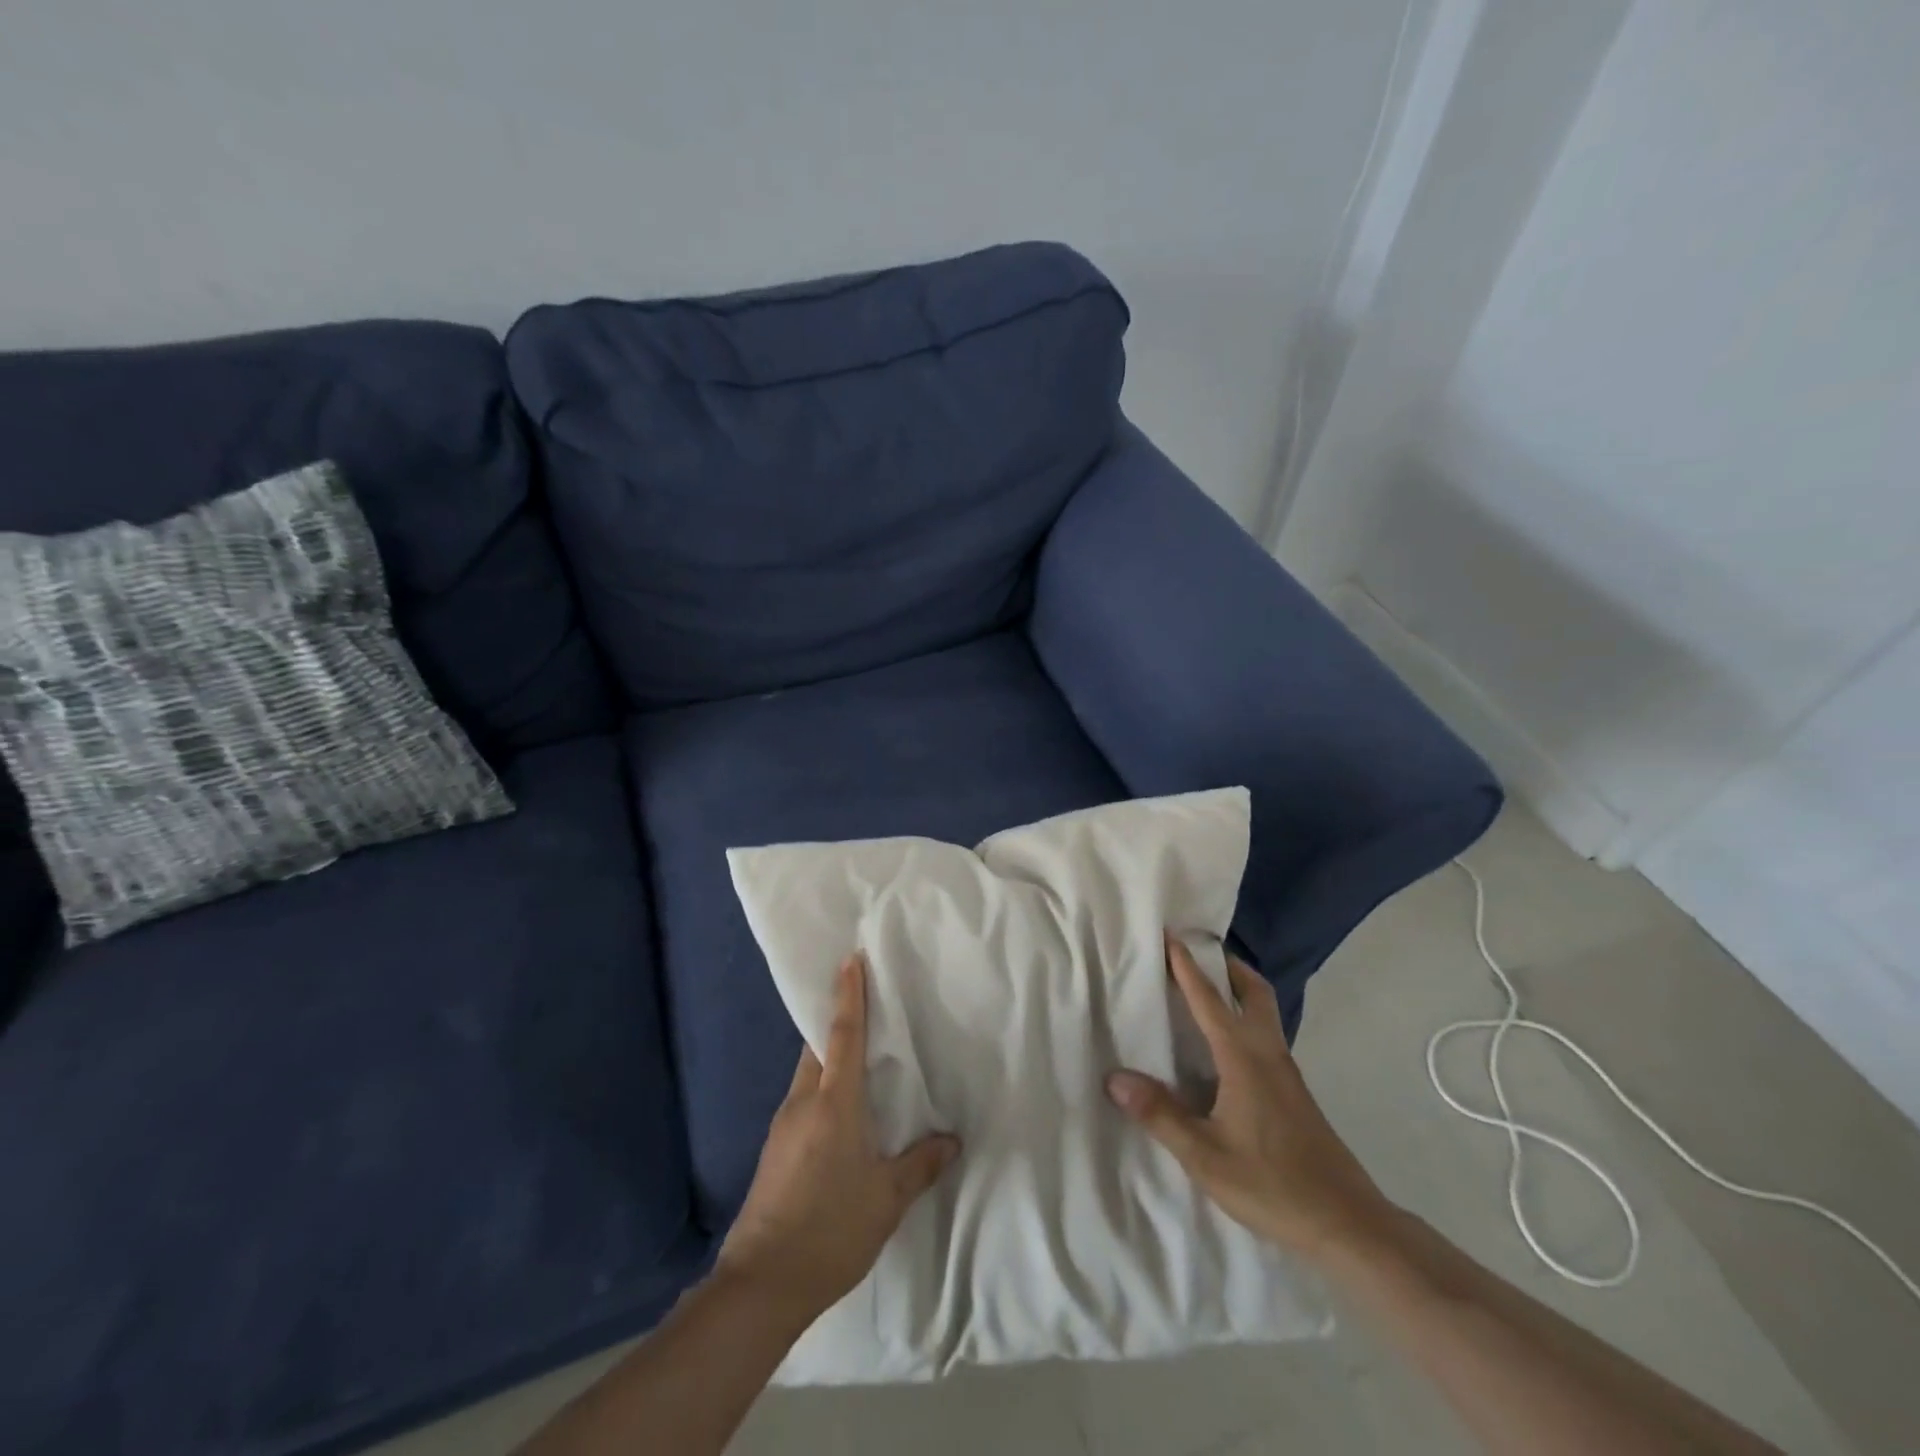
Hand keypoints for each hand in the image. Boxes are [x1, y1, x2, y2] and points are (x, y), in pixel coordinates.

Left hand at [717, 954, 960, 1321]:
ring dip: (829, 1056)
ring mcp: (783, 1126)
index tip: (849, 960)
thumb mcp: (886, 1198)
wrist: (760, 1284)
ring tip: (860, 1058)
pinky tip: (841, 1113)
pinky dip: (821, 1088)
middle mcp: (803, 1102)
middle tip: (863, 1002)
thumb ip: (920, 1165)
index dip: (848, 996)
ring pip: (808, 1073)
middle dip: (837, 1020)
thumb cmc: (830, 1229)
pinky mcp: (775, 1149)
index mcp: (833, 1103)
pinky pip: (802, 1099)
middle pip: (818, 1047)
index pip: (843, 1035)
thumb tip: (951, 1140)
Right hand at [1106, 935, 1395, 1259]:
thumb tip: (1114, 1078)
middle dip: (1227, 965)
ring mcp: (1286, 1073)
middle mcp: (1268, 1053)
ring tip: (1207, 991)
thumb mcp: (1205, 1156)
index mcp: (1243, 1058)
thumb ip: (1160, 1114)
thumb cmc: (1273, 1184)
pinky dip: (1245, 1020)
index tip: (1170, 935)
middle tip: (1198, 952)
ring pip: (1265, 1013)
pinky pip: (1266, 1037)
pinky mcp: (1294, 1094)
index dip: (1187, 966)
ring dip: (1239, 990)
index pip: (1210, 999)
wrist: (1347, 1223)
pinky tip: (1225, 1049)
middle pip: (1254, 991)